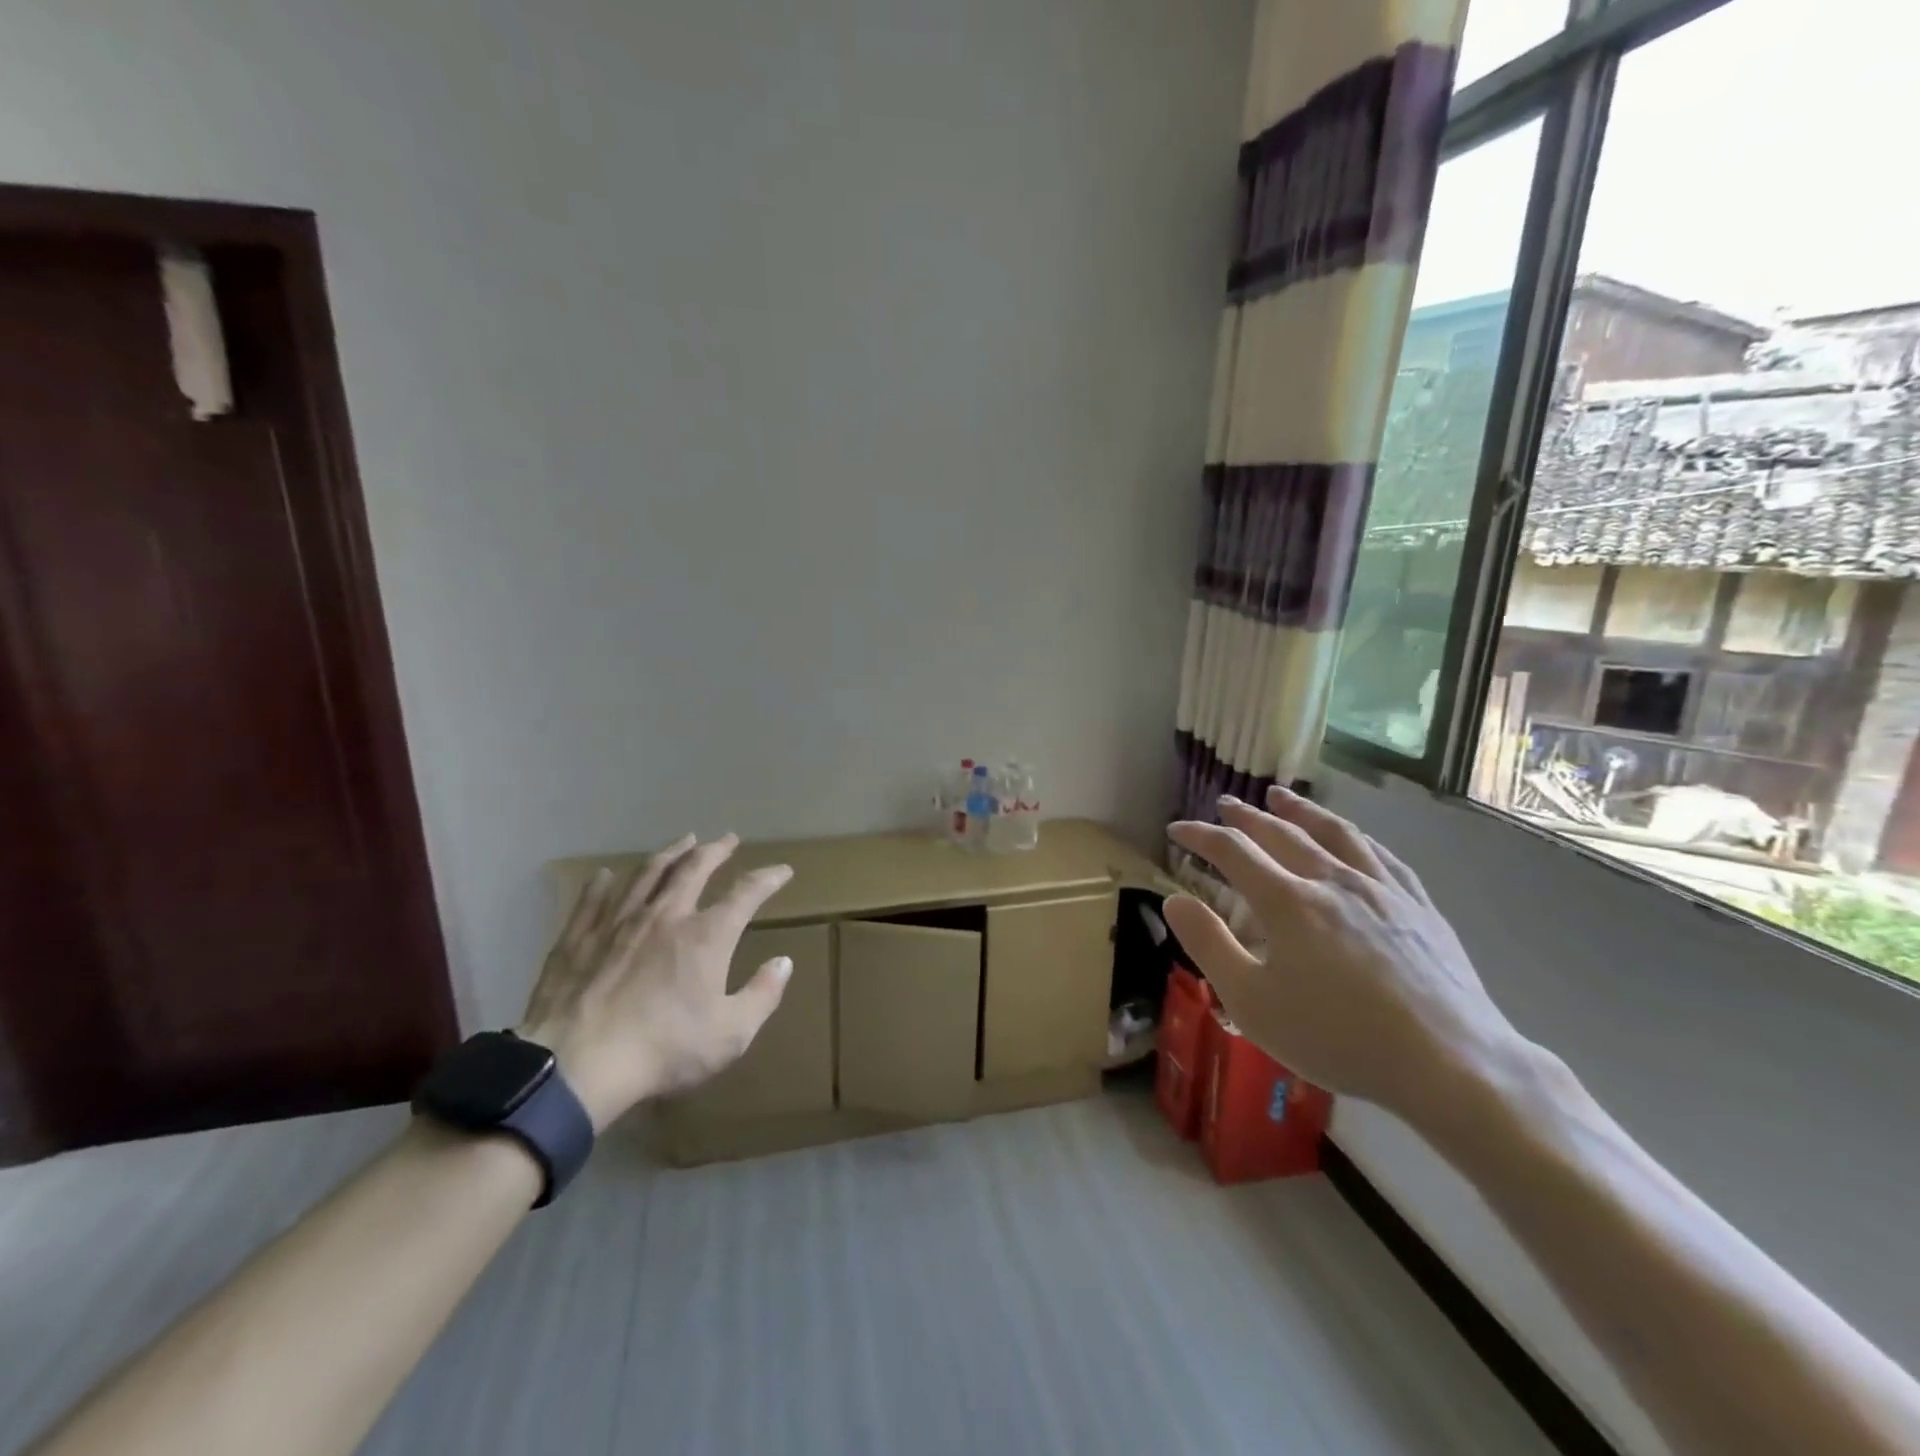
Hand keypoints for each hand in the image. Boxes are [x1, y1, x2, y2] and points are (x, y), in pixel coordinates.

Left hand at [516, 834, 794, 1129]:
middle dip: (715, 850)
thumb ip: (762, 995)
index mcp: (707, 935)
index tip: (783, 870)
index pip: (746, 893)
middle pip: (694, 869)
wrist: (578, 1066)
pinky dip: (603, 883)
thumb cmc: (663, 1049)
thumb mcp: (731, 1034)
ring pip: (647, 873)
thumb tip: (784, 962)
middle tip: (727, 839)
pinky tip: (605, 874)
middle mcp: (666, 915)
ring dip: (669, 853)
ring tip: (682, 841)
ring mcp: (618, 922)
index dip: (768, 878)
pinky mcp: (578, 938)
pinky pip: (593, 899)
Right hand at [1164, 788, 1530, 1125]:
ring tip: (1282, 796)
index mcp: (1289, 902)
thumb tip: (1173, 900)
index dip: (1201, 836)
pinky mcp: (1420, 907)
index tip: (1177, 830)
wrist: (1451, 1063)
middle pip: (1283, 833)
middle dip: (1247, 816)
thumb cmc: (1338, 1037)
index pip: (1233, 852)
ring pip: (1335, 833)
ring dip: (1302, 811)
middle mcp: (1333, 881)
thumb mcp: (1252, 1003)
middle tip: (1225, 803)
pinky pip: (1382, 856)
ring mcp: (1383, 890)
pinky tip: (1353, 837)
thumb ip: (1209, 945)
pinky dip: (1356, 837)